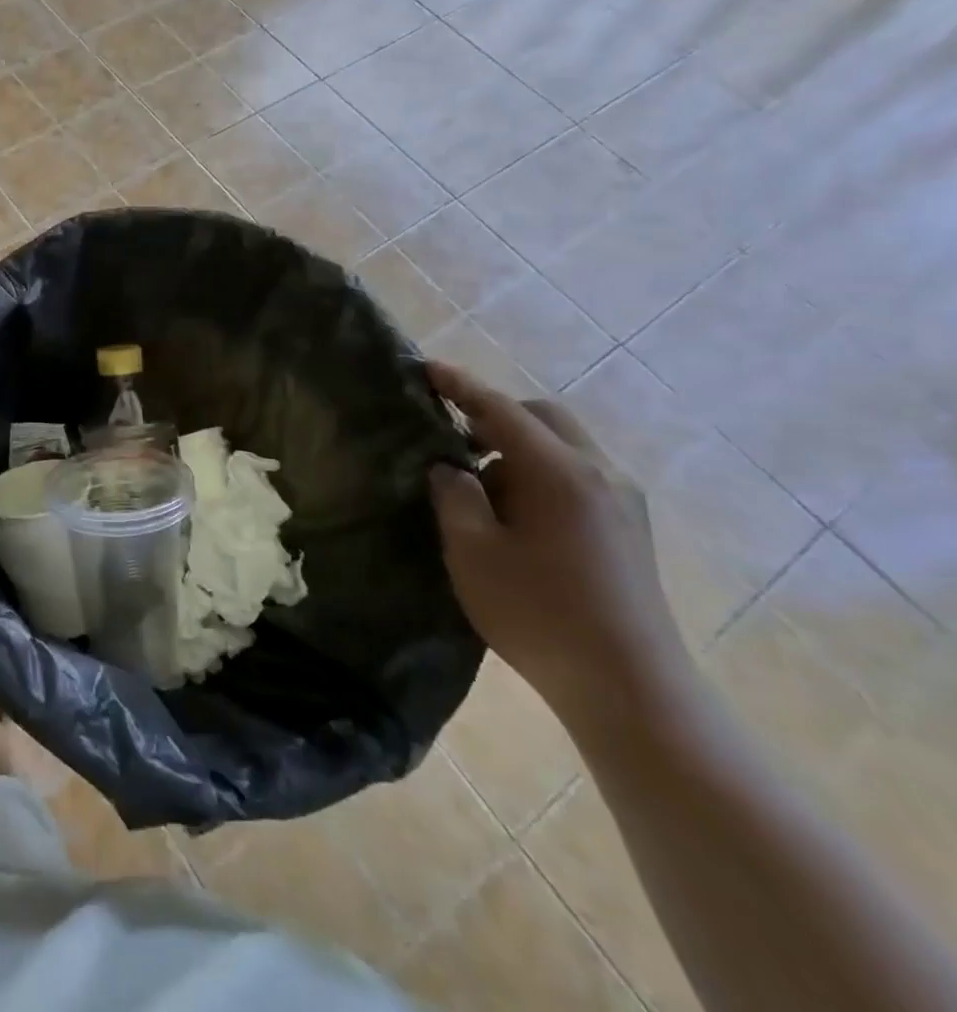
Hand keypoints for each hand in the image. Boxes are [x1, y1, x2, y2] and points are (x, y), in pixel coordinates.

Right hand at [426, 360, 692, 730]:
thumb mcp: (472, 550)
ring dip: (518, 448)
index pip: (501, 409)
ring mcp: (624, 502)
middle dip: (496, 414)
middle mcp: (600, 474)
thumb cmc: (538, 612)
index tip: (426, 368)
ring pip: (564, 447)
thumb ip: (454, 495)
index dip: (460, 386)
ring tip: (479, 486)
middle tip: (452, 435)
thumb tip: (450, 467)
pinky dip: (540, 473)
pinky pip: (579, 475)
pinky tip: (515, 513)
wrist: (629, 688)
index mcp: (560, 472)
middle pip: (544, 417)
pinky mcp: (631, 528)